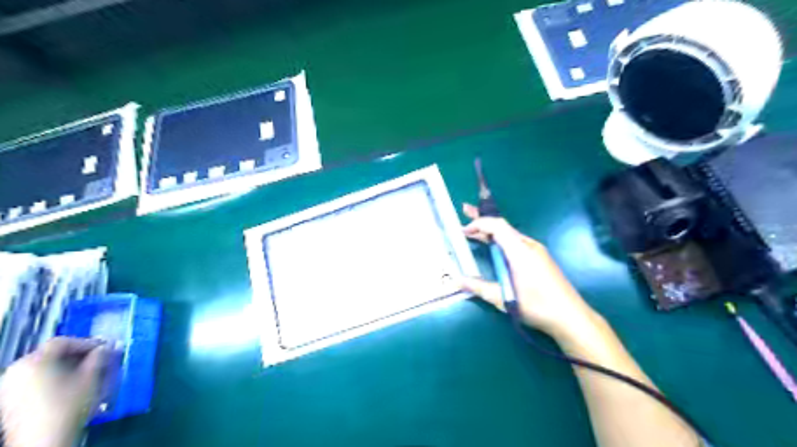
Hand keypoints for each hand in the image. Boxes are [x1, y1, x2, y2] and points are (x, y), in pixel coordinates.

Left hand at [1, 339, 106, 446]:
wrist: (44, 441)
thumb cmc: (68, 405)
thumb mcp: (91, 377)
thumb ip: (100, 357)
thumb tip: (108, 346)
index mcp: (32, 362)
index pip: (62, 342)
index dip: (87, 342)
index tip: (105, 348)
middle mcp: (15, 371)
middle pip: (52, 355)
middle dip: (79, 356)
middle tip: (100, 360)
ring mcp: (9, 388)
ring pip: (45, 369)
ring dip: (69, 368)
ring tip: (89, 374)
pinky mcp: (10, 402)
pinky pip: (37, 381)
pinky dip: (56, 379)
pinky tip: (72, 386)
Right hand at [462, 204, 596, 340]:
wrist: (571, 317)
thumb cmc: (537, 307)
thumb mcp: (504, 299)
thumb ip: (479, 287)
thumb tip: (457, 281)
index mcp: (520, 251)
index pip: (497, 226)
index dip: (479, 223)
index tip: (463, 230)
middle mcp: (529, 246)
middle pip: (503, 226)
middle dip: (482, 220)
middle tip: (465, 212)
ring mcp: (536, 251)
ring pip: (509, 234)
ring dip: (491, 232)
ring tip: (474, 231)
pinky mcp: (540, 258)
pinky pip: (516, 242)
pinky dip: (500, 240)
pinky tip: (494, 247)